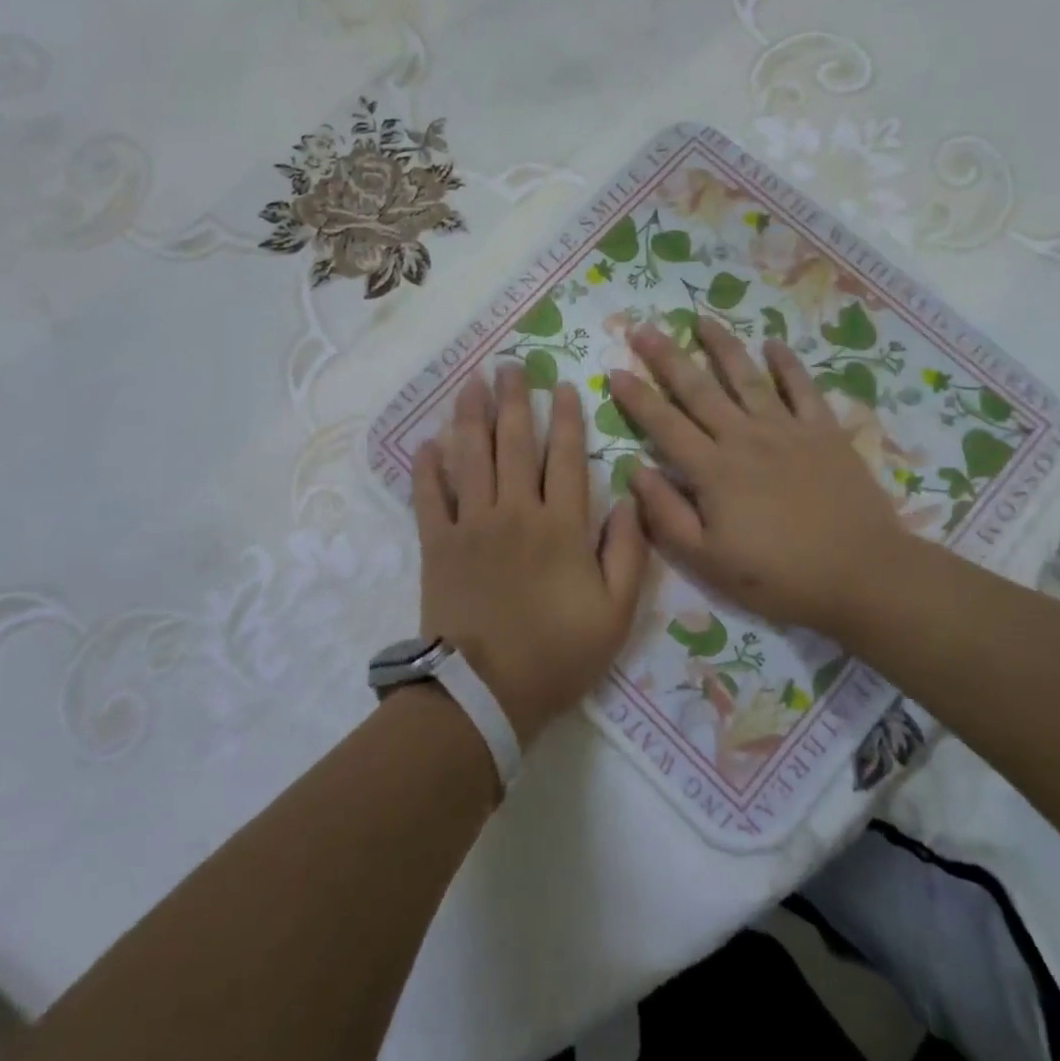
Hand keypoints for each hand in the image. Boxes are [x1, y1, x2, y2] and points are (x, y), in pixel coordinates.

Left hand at [413, 366, 648, 748]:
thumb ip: (629, 553)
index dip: (566, 418)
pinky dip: (428, 468)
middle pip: (514, 443)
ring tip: (471, 384)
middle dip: (514, 400)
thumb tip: (631, 500)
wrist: (485, 694)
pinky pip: (429, 496)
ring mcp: (472, 524)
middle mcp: (516, 511)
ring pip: (471, 457)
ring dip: (471, 417)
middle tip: (509, 367)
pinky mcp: (437, 543)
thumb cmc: (557, 654)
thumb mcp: (616, 613)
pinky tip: (428, 442)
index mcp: (561, 526)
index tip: (562, 385)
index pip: (566, 457)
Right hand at [608, 318, 903, 641]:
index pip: (664, 425)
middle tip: (643, 328)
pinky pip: (802, 388)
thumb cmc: (779, 576)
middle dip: (667, 357)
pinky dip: (787, 364)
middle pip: (698, 390)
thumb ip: (667, 515)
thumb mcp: (709, 561)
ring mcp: (787, 429)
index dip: (637, 397)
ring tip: (701, 319)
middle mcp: (744, 438)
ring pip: (746, 378)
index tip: (615, 370)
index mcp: (713, 470)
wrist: (862, 574)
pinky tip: (773, 343)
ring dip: (722, 346)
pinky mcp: (824, 432)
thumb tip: (636, 471)